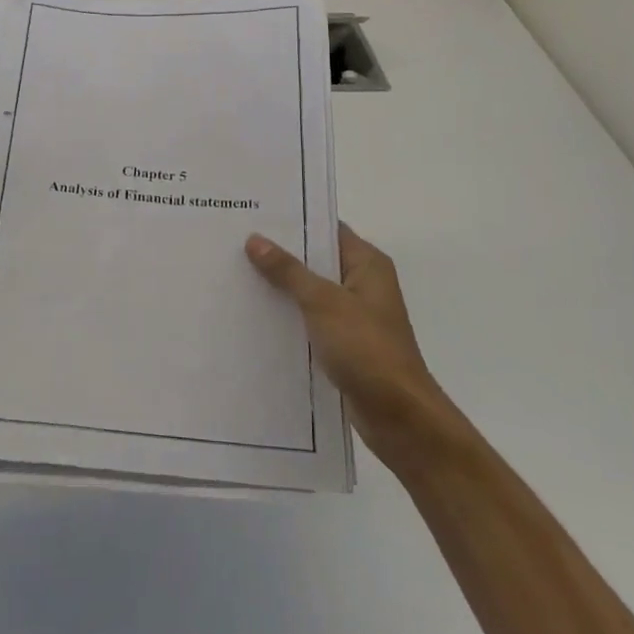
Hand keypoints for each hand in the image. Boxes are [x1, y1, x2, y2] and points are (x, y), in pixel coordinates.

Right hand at [245, 225, 436, 461]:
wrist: (399, 418)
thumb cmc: (366, 349)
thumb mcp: (323, 302)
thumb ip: (288, 271)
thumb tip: (255, 239)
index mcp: (367, 264)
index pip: (327, 229)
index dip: (293, 222)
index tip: (254, 215)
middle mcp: (362, 284)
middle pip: (315, 260)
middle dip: (279, 255)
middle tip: (234, 243)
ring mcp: (354, 316)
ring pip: (310, 292)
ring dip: (280, 288)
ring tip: (236, 275)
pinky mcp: (344, 344)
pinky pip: (310, 321)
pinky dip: (288, 317)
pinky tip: (254, 317)